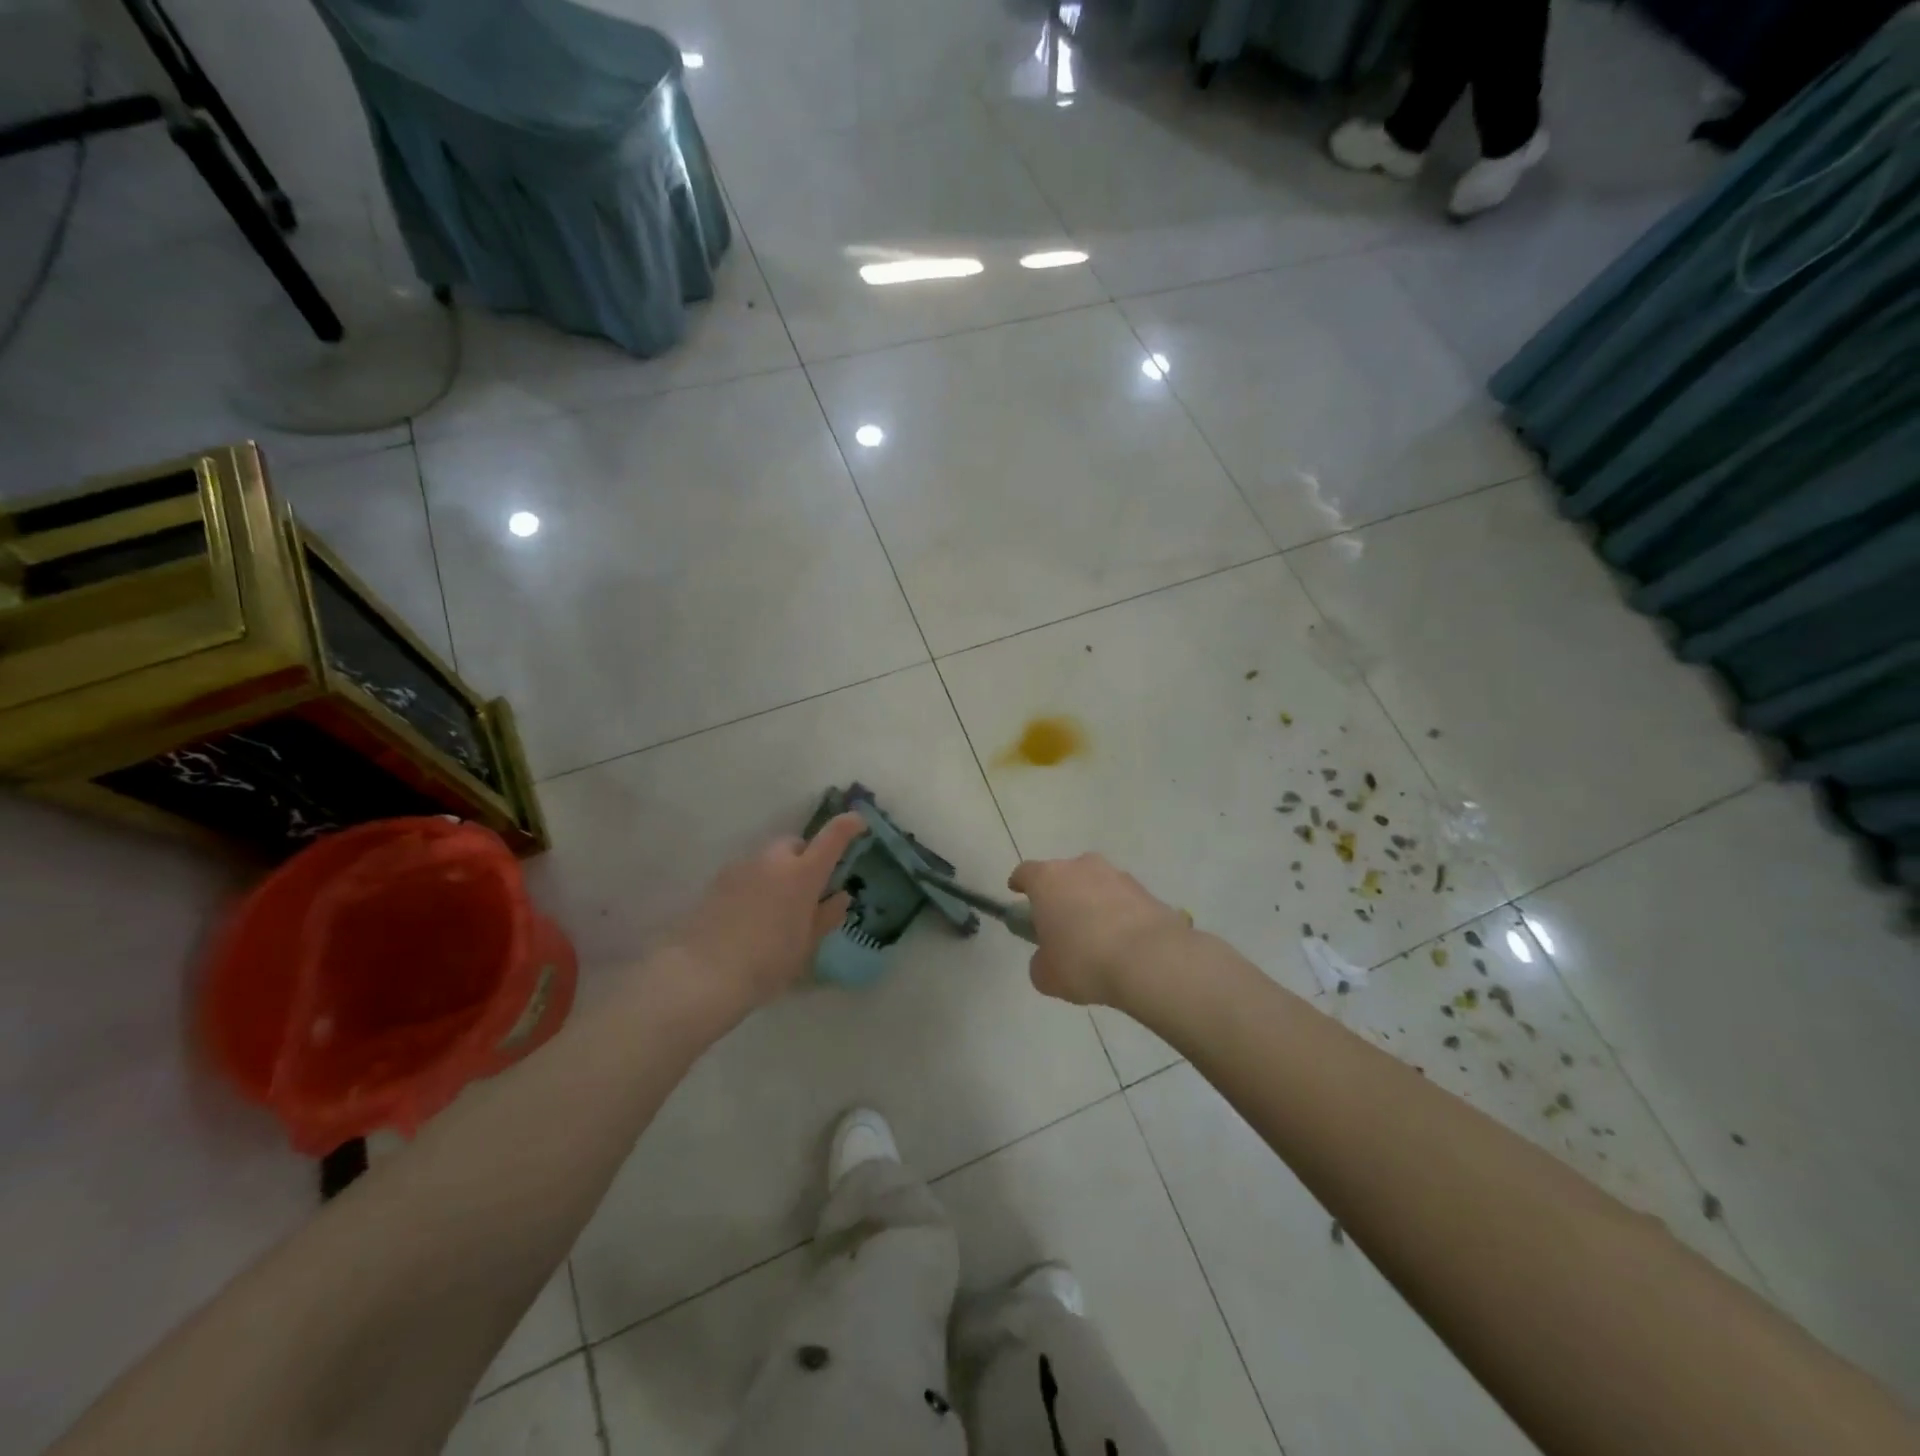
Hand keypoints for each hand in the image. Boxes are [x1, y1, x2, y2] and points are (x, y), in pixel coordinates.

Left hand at [659, 812, 867, 1017]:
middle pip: (795, 844)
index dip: (848, 826)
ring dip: (778, 872)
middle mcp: (773, 861)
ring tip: (776, 909)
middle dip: (805, 858)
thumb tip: (840, 897)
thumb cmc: (766, 962)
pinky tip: (750, 916)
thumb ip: (825, 917)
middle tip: (808, 890)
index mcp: (802, 874)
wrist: (702, 974)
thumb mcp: (805, 946)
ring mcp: (742, 868)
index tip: (858, 822)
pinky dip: (756, 884)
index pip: (832, 837)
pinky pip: (747, 873)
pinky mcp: (718, 881)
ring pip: (768, 859)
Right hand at [1008, 854, 1193, 1007]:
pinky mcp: (1146, 891)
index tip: (1017, 893)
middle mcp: (1081, 867)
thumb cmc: (1084, 962)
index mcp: (1048, 880)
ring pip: (1096, 885)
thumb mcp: (1047, 975)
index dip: (1020, 883)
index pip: (1026, 872)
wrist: (1150, 960)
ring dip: (1092, 903)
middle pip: (1063, 875)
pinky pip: (1123, 901)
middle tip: (1060, 924)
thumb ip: (1041, 962)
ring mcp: (1117, 875)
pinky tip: (1123, 943)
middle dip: (1060, 894)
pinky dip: (1119, 915)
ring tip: (1096, 937)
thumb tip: (1048, 958)